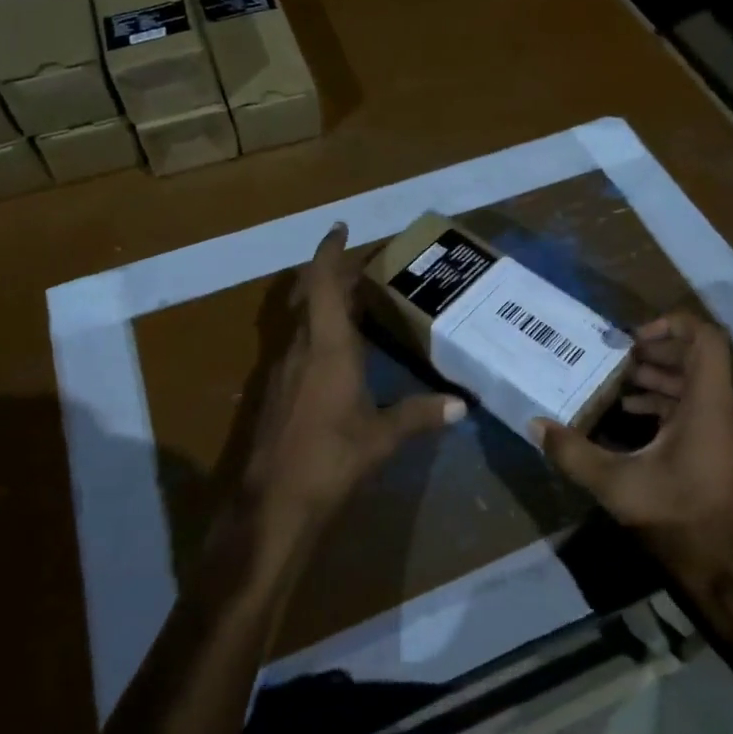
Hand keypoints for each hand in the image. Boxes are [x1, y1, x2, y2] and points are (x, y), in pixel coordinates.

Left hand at [241, 222, 464, 539]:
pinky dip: (317, 333)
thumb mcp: (382, 438)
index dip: (329, 251)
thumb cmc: (330, 460)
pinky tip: (339, 354)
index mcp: (327, 347)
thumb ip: (420, 416)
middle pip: (310, 296)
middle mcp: (299, 348)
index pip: (322, 282)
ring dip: (324, 304)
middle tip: (365, 270)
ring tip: (357, 304)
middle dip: (333, 276)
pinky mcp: (274, 392)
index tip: (340, 228)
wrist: (271, 505)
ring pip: (301, 320)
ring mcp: (281, 370)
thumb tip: (461, 405)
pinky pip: (297, 345)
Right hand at [533, 312, 732, 585]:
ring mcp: (727, 430)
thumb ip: (572, 450)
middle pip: (696, 358)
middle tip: (614, 357)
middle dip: (654, 351)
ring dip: (657, 377)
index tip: (631, 339)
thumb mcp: (615, 483)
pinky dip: (665, 402)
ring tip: (616, 382)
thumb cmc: (674, 517)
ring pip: (695, 383)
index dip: (670, 325)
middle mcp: (725, 410)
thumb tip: (534, 423)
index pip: (705, 338)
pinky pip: (696, 407)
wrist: (720, 571)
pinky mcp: (721, 449)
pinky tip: (630, 415)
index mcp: (708, 405)